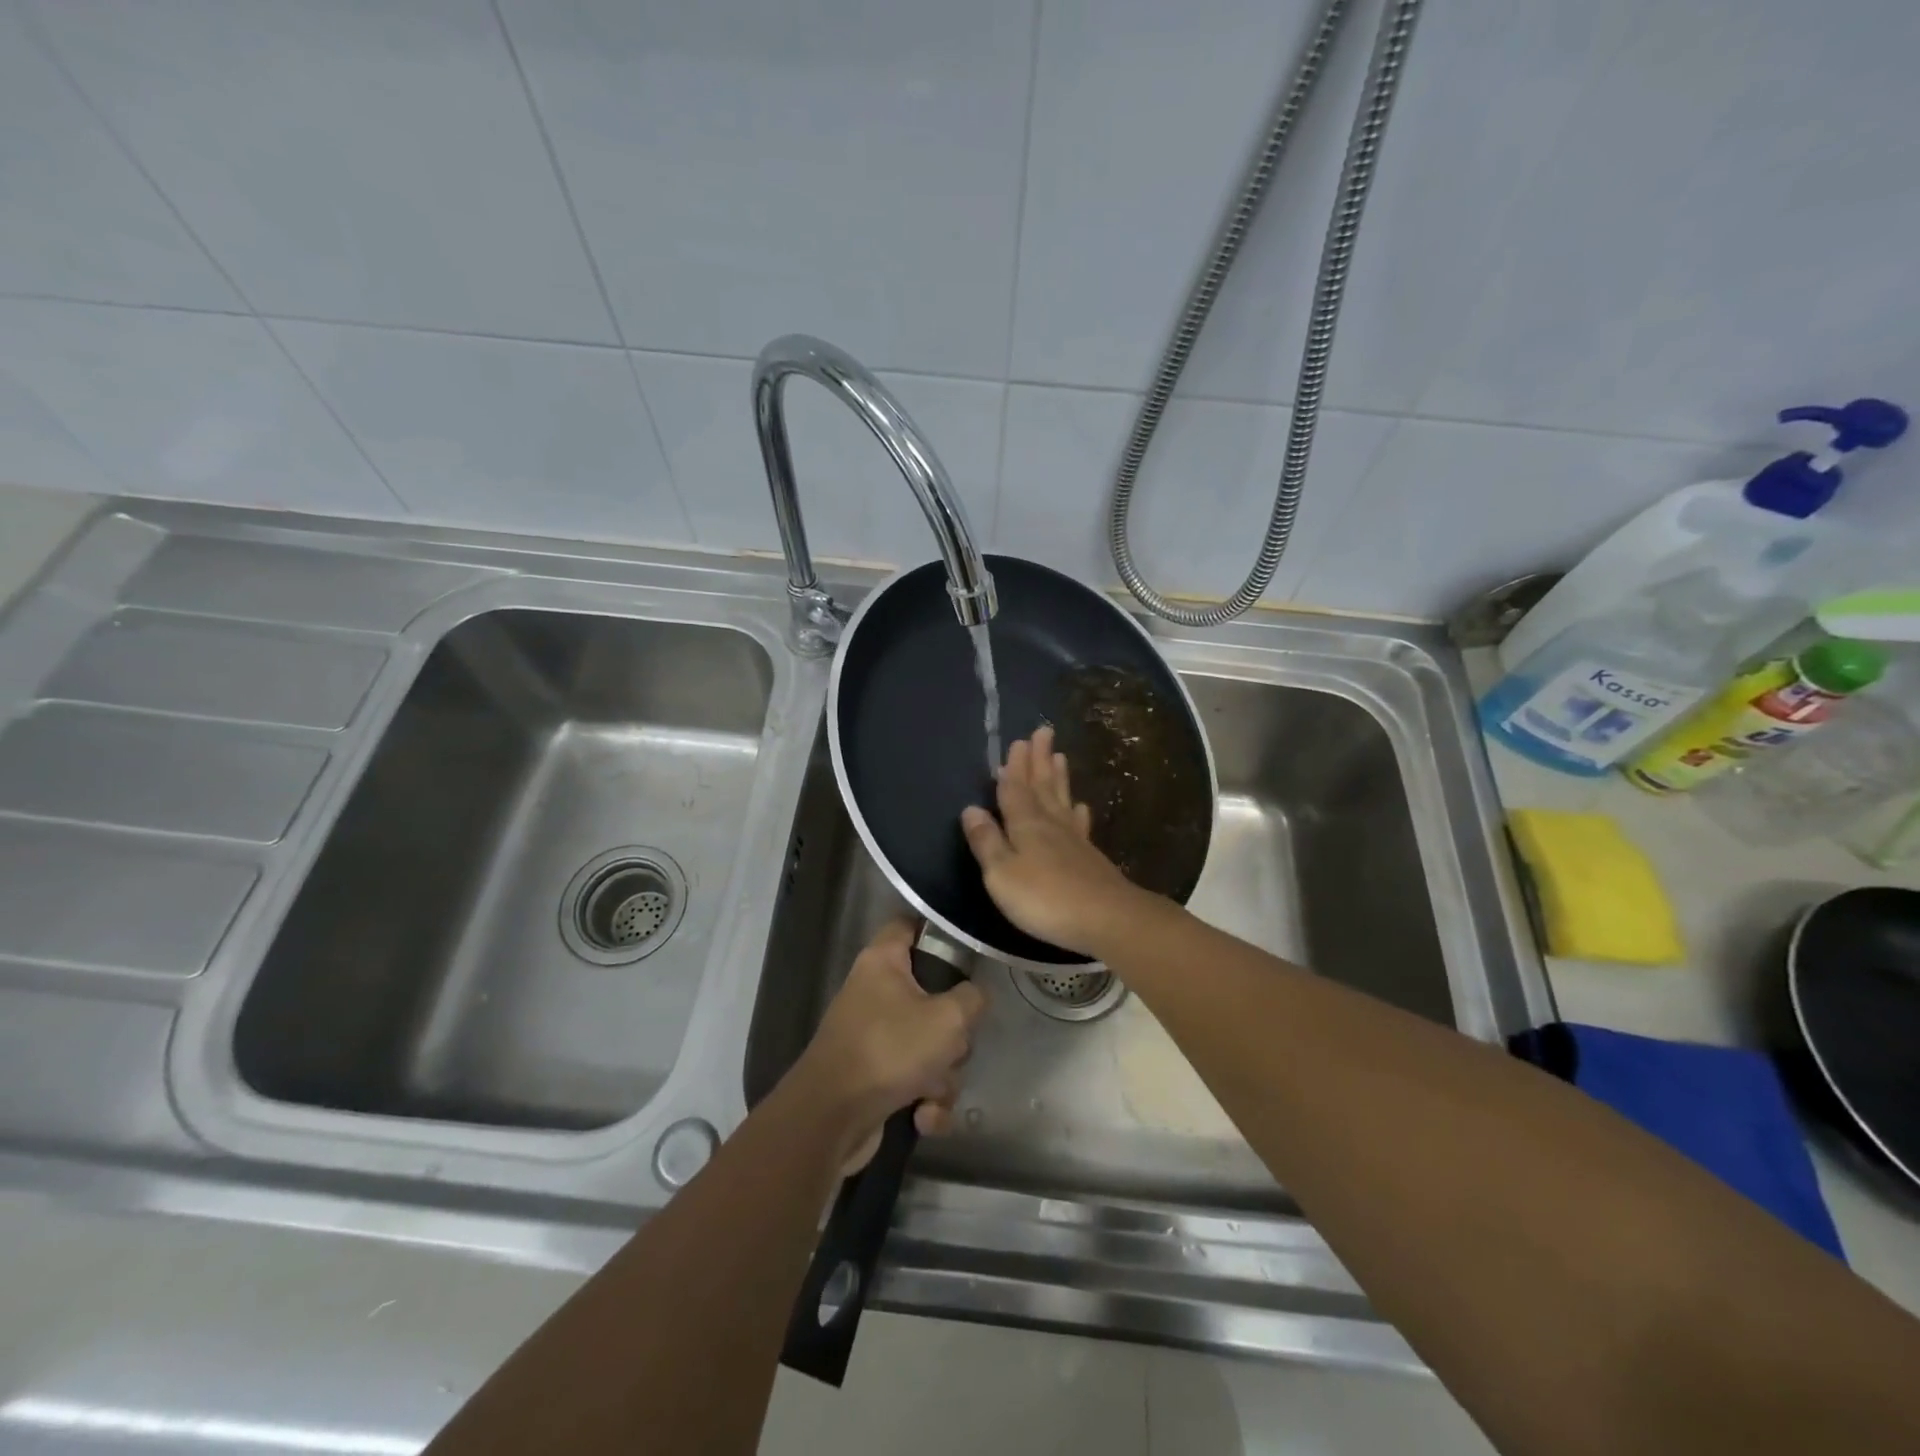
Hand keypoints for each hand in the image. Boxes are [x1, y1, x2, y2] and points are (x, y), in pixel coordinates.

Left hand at [791, 917, 986, 1171]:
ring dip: (942, 1075)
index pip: (910, 924)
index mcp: (884, 961)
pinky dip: (924, 1100)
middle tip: (952, 1043)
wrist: (831, 1120)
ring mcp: (875, 1036)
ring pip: (930, 1044)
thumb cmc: (889, 1051)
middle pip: (934, 995)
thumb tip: (974, 997)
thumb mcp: (947, 1019)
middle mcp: (876, 992)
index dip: (939, 930)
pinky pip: (916, 1080)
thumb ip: (972, 999)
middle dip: (953, 1031)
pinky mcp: (876, 1077)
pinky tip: (921, 1116)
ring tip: (932, 1090)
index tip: (968, 950)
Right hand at [960, 725, 1156, 959]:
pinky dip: (1078, 812)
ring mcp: (1074, 839)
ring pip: (1062, 800)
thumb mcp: (1001, 873)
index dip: (1013, 768)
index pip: (1015, 790)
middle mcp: (1050, 824)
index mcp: (1025, 825)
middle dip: (1039, 760)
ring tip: (1059, 756)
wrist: (1106, 918)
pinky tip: (1081, 807)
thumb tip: (971, 809)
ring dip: (1058, 778)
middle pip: (1042, 786)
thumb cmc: (1044, 898)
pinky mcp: (1090, 857)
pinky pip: (1080, 824)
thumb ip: (986, 842)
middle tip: (1042, 732)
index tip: (1017, 741)